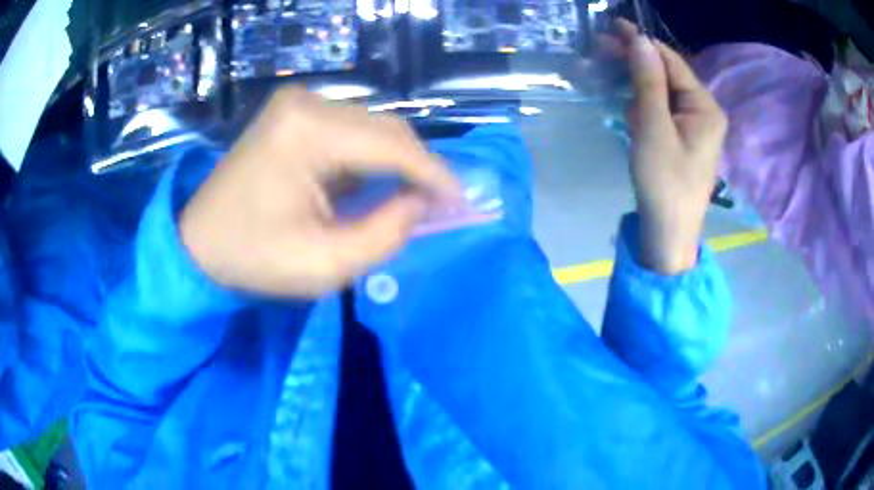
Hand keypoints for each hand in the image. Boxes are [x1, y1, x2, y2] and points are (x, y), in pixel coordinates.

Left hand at [179, 89, 460, 297]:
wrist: (198, 244)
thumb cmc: (253, 259)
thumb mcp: (325, 265)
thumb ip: (387, 233)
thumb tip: (424, 203)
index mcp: (306, 132)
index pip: (391, 144)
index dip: (434, 174)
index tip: (462, 201)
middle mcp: (305, 103)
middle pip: (385, 128)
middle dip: (418, 168)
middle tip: (441, 204)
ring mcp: (297, 103)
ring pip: (372, 127)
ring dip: (397, 162)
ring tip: (414, 198)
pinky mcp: (294, 113)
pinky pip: (351, 130)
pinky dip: (371, 158)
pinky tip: (379, 183)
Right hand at [608, 20, 727, 273]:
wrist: (669, 233)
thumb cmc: (664, 182)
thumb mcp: (653, 127)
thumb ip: (648, 81)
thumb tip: (640, 40)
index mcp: (706, 107)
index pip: (673, 61)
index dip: (643, 43)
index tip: (613, 28)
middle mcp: (706, 111)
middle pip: (669, 74)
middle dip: (638, 61)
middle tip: (603, 48)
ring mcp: (697, 126)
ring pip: (665, 91)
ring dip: (639, 83)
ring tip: (612, 77)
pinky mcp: (685, 139)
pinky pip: (664, 109)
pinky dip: (645, 103)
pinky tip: (630, 108)